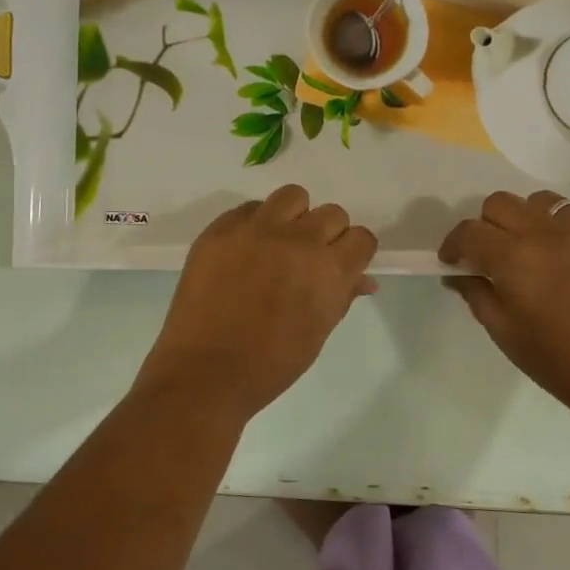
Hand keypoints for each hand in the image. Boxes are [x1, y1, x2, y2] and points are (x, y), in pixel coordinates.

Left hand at [134, 185, 378, 420]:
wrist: (205, 372)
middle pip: (332, 213)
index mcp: (329, 270)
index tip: (342, 264)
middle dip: (327, 235)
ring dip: (294, 217)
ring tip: (279, 244)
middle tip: (308, 260)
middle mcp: (298, 240)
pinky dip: (255, 224)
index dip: (354, 252)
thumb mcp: (318, 333)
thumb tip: (364, 280)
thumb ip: (342, 297)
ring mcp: (257, 230)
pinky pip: (250, 209)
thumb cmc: (270, 365)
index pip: (362, 237)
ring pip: (293, 197)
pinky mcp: (221, 229)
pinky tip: (245, 252)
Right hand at [439, 190, 569, 418]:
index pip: (469, 231)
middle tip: (494, 254)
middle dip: (488, 225)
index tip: (454, 261)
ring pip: (545, 202)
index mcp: (514, 256)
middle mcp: (549, 230)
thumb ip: (476, 294)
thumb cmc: (557, 359)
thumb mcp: (504, 331)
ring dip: (531, 220)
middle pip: (502, 202)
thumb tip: (458, 273)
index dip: (454, 245)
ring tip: (539, 249)